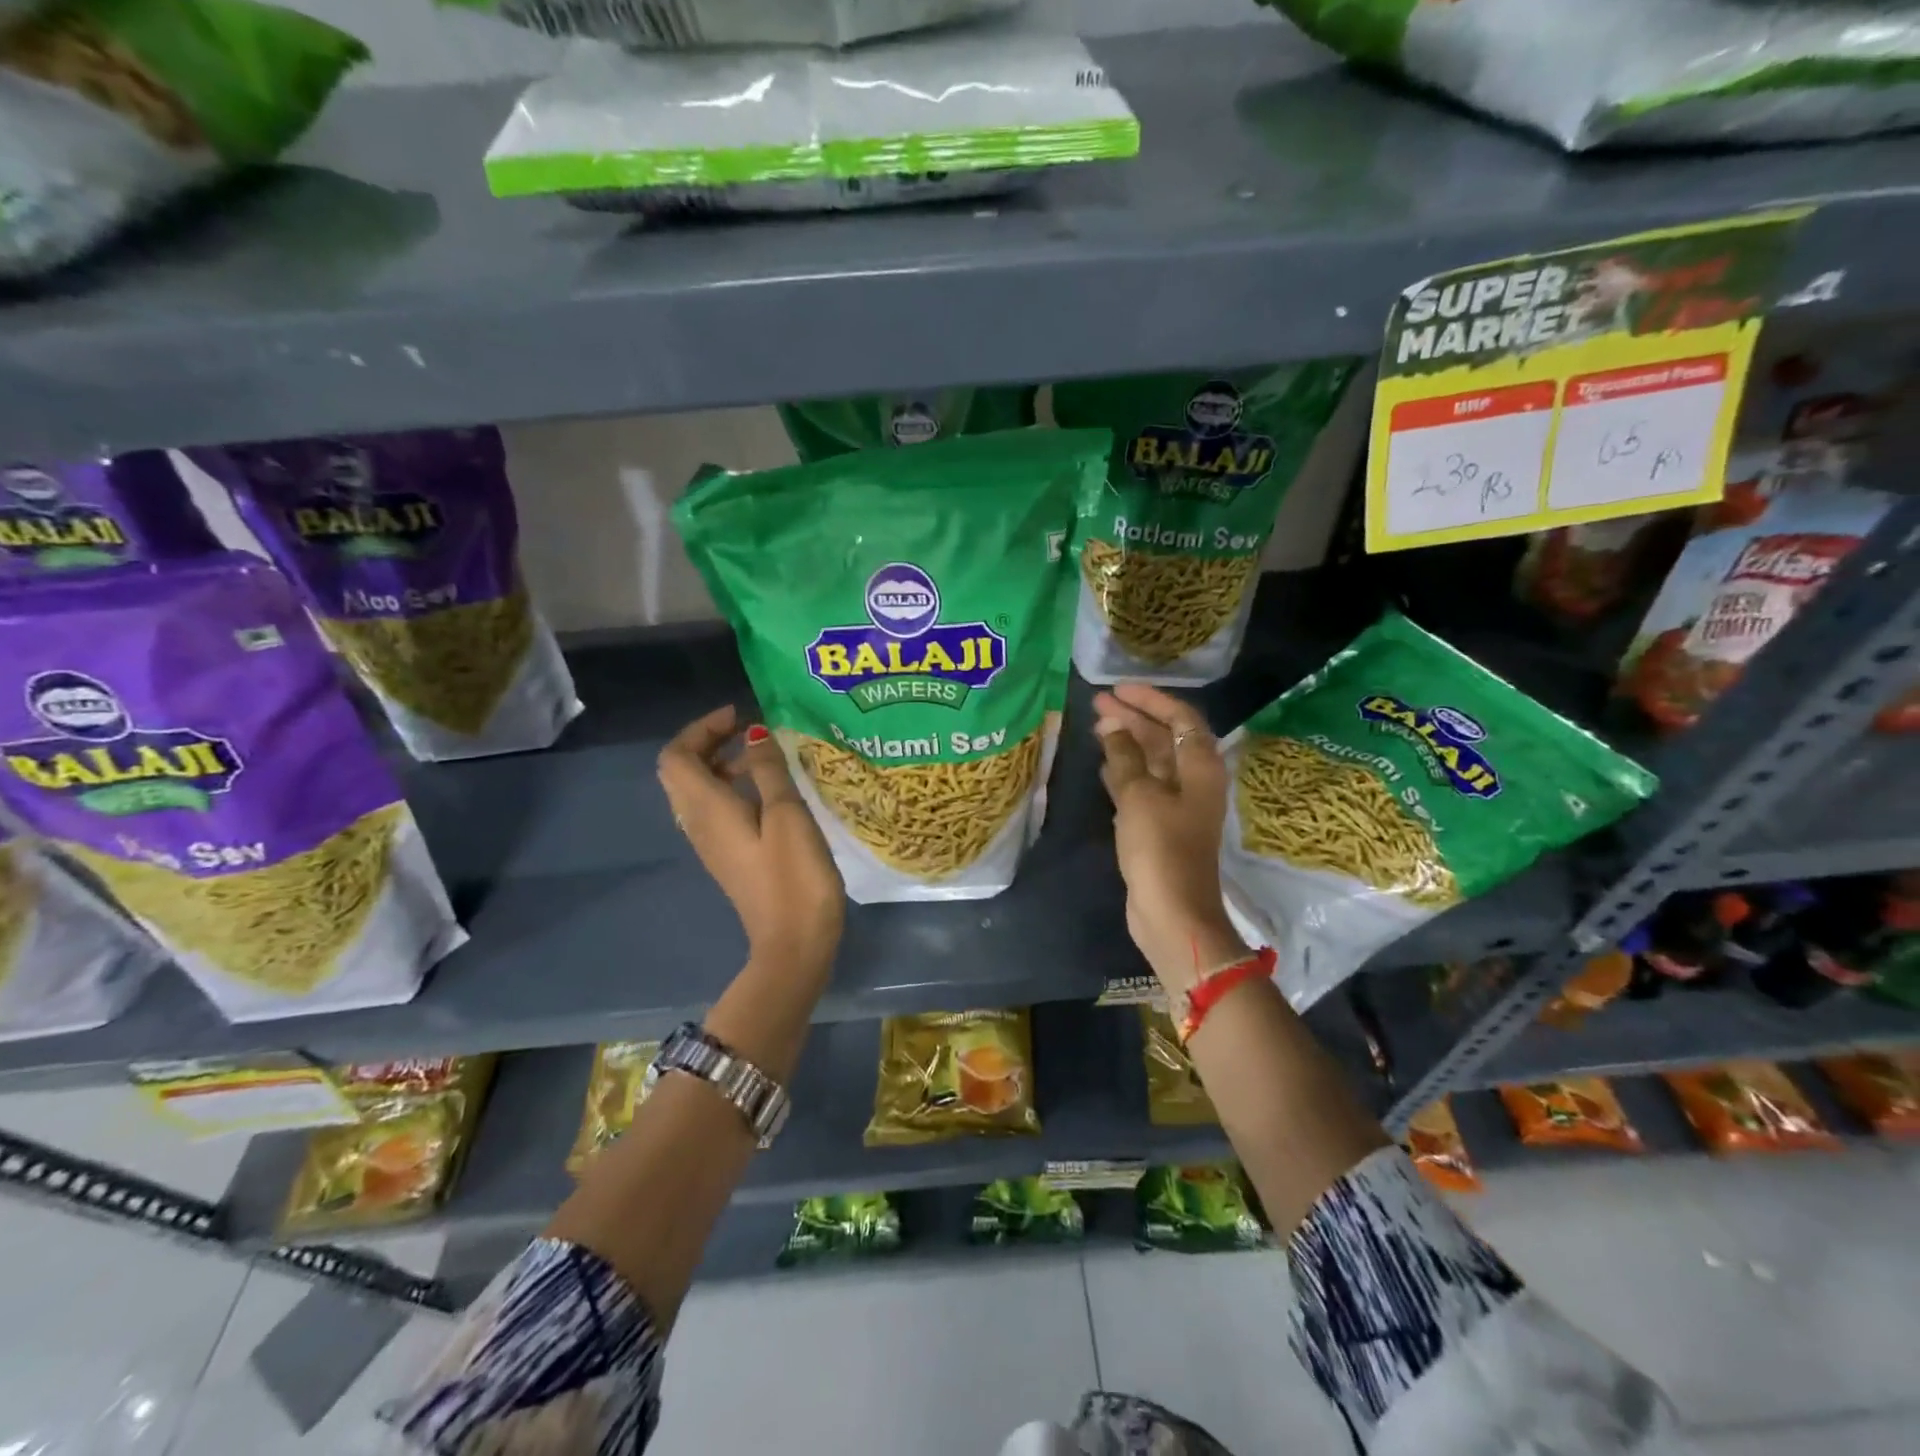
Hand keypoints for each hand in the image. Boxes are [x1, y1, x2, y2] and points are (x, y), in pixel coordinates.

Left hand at [657, 706, 844, 975]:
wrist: (793, 944)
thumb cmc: (793, 878)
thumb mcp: (787, 815)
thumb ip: (769, 771)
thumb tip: (754, 734)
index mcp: (707, 809)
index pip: (676, 756)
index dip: (701, 728)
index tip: (740, 715)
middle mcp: (698, 823)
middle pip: (682, 771)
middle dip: (709, 742)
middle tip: (750, 730)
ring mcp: (711, 844)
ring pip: (698, 791)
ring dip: (723, 764)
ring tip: (766, 756)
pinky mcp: (728, 857)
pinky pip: (715, 810)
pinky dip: (733, 788)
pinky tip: (770, 792)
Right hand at [1093, 683, 1250, 993]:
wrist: (1172, 912)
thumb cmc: (1160, 847)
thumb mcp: (1139, 795)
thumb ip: (1125, 755)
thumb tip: (1113, 724)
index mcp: (1201, 767)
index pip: (1180, 718)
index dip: (1151, 699)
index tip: (1117, 689)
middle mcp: (1195, 780)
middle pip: (1166, 737)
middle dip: (1133, 718)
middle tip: (1097, 703)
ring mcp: (1178, 805)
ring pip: (1153, 762)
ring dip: (1127, 743)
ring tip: (1096, 727)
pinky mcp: (1161, 826)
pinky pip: (1143, 786)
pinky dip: (1125, 772)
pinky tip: (1103, 764)